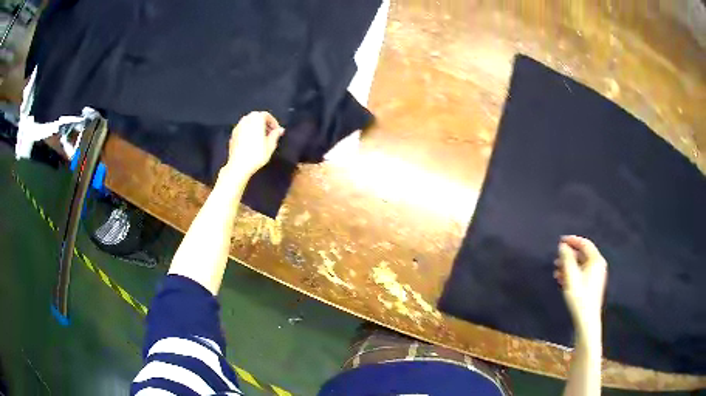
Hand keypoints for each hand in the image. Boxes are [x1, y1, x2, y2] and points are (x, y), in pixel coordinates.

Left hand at [223, 111, 283, 178]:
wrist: (238, 165)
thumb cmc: (256, 155)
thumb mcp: (270, 145)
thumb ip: (275, 135)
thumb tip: (280, 130)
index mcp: (256, 120)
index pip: (266, 115)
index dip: (273, 122)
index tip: (276, 130)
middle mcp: (246, 120)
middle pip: (256, 116)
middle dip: (264, 123)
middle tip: (269, 133)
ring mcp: (238, 127)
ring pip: (249, 122)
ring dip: (256, 126)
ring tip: (261, 137)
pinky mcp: (233, 134)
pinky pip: (243, 128)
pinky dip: (248, 131)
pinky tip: (251, 142)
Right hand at [554, 235, 607, 338]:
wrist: (586, 319)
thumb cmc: (579, 296)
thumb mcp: (571, 276)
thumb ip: (567, 259)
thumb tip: (562, 246)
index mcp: (596, 260)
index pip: (584, 244)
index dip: (572, 240)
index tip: (560, 241)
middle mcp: (598, 265)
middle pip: (582, 254)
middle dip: (569, 255)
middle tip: (556, 258)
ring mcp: (596, 276)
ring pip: (581, 265)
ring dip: (568, 265)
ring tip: (556, 270)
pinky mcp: (592, 285)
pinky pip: (582, 273)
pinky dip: (572, 273)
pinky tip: (561, 279)